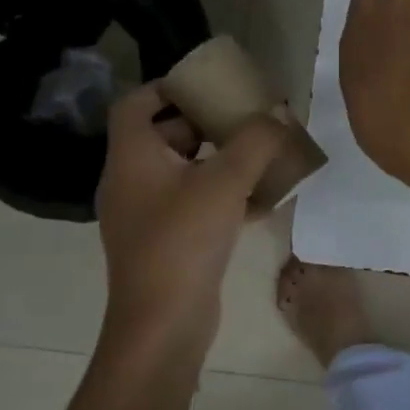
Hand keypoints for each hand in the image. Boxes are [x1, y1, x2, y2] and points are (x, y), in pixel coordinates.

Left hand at [95, 83, 287, 363]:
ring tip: (261, 154)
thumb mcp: (226, 181)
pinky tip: (263, 200)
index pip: (136, 103)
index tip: (210, 85)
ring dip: (221, 159)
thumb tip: (279, 115)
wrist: (163, 324)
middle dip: (207, 123)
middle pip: (164, 135)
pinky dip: (223, 194)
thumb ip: (256, 141)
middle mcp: (131, 181)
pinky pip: (194, 202)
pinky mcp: (165, 241)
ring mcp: (147, 214)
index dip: (169, 87)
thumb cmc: (184, 240)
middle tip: (245, 118)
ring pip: (183, 170)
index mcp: (132, 158)